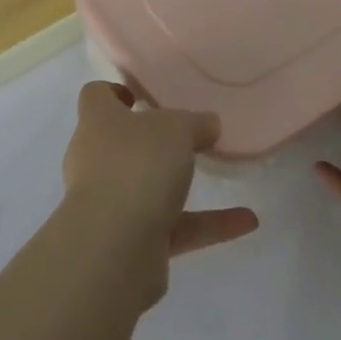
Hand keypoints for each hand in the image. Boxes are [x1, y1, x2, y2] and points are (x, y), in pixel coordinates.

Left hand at [60, 81, 258, 308]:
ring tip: (222, 174)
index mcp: (97, 121)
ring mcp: (109, 203)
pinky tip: (245, 221)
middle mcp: (95, 158)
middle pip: (119, 141)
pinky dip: (206, 224)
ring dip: (182, 183)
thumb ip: (195, 123)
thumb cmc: (138, 165)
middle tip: (187, 136)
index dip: (115, 91)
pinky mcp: (129, 242)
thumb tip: (207, 123)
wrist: (114, 247)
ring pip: (146, 186)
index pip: (95, 96)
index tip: (143, 96)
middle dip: (151, 141)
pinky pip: (172, 226)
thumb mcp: (176, 129)